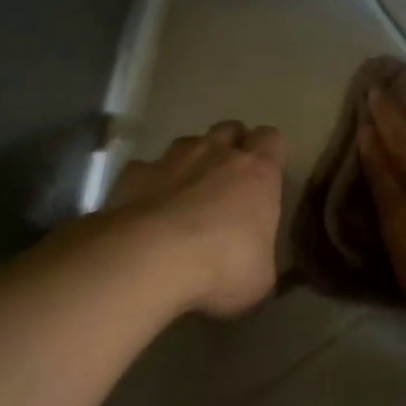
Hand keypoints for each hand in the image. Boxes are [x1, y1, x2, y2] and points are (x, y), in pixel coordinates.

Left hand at [103, 121, 285, 318]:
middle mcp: (216, 153)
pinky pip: (146, 168)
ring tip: (186, 193)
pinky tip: (146, 209)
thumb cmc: (221, 266)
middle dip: (231, 146)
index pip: (271, 139)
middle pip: (230, 129)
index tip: (265, 175)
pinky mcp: (134, 173)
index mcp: (258, 172)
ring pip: (188, 143)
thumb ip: (259, 256)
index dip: (269, 152)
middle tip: (228, 180)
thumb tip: (254, 261)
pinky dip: (150, 183)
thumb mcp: (260, 276)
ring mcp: (172, 159)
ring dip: (191, 162)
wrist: (150, 259)